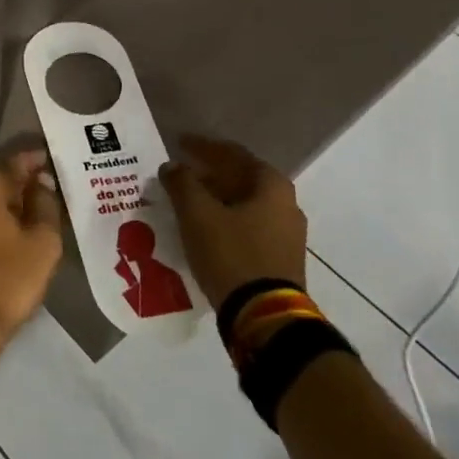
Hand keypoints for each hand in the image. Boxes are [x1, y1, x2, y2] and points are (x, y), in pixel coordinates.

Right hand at [160, 136, 307, 309]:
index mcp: (271, 185)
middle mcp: (286, 204)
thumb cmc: (231, 253)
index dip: (203, 147)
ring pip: (243, 204)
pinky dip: (224, 220)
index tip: (179, 142)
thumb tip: (172, 166)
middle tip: (180, 172)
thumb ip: (181, 183)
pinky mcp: (279, 258)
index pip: (233, 154)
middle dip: (209, 174)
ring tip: (186, 200)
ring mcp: (286, 234)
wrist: (264, 315)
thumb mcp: (197, 214)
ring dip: (215, 198)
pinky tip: (203, 227)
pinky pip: (247, 226)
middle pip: (241, 178)